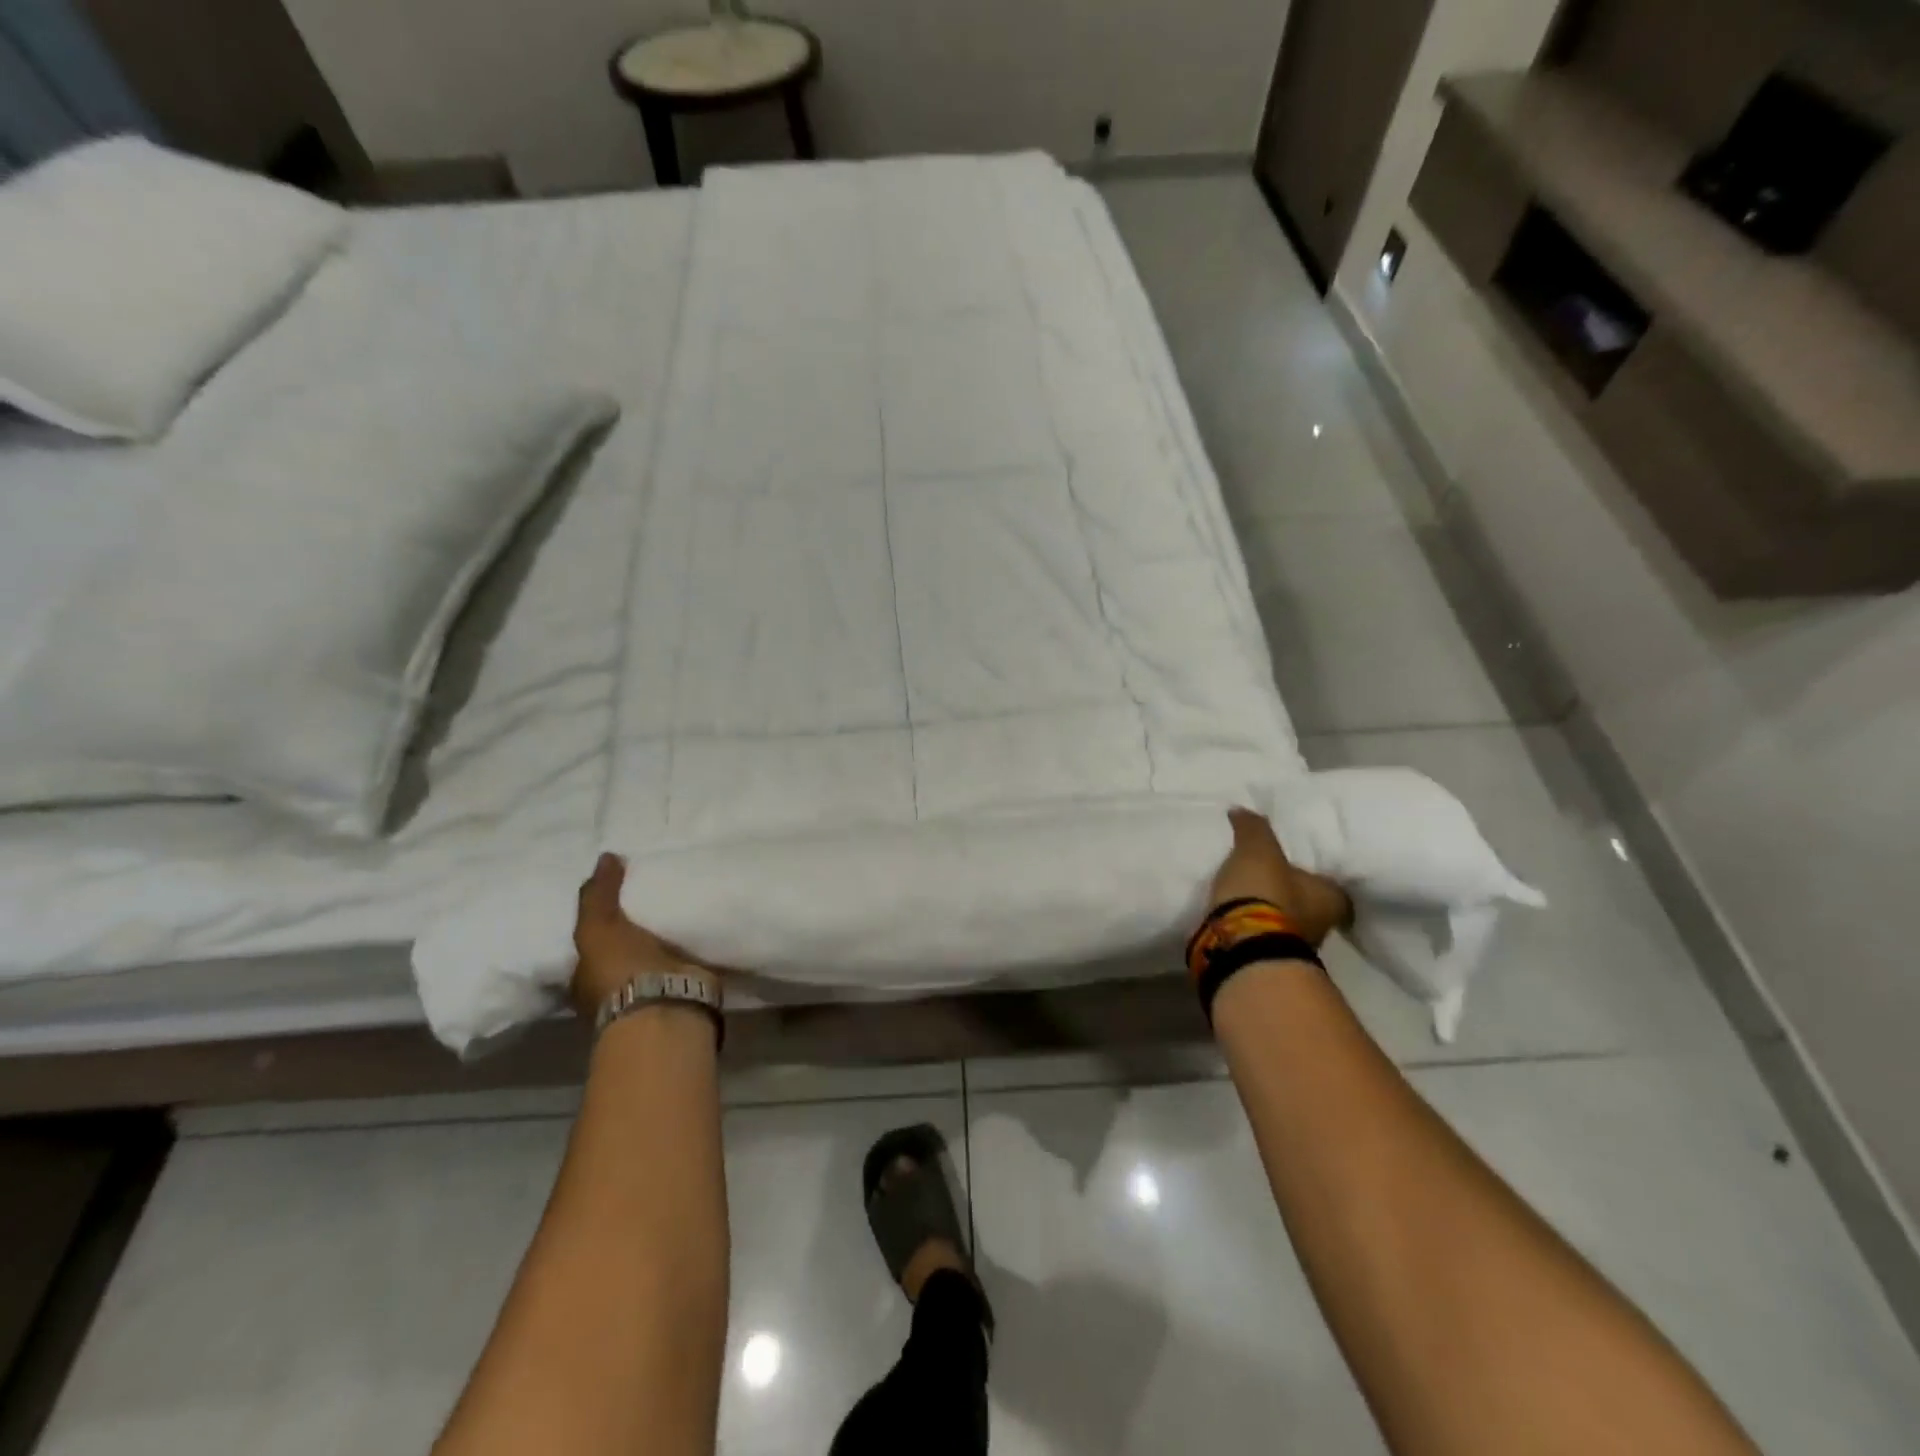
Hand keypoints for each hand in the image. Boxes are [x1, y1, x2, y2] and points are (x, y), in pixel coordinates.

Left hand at [570, 853, 707, 1016]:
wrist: (666, 1004)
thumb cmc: (619, 970)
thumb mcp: (598, 927)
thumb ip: (598, 894)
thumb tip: (606, 856)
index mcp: (587, 977)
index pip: (590, 943)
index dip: (601, 919)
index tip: (618, 893)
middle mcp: (617, 986)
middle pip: (625, 947)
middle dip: (637, 925)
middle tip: (654, 889)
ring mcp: (652, 988)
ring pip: (658, 951)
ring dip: (668, 933)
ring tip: (683, 897)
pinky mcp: (685, 985)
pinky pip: (687, 955)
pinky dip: (693, 941)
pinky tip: (702, 917)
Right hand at [1209, 808, 1352, 947]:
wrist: (1241, 945)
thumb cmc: (1265, 892)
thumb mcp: (1257, 849)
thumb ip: (1253, 828)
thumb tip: (1243, 810)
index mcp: (1331, 899)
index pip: (1334, 886)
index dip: (1319, 876)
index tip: (1305, 867)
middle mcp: (1322, 926)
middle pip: (1311, 906)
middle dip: (1292, 894)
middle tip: (1272, 876)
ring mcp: (1294, 947)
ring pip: (1286, 922)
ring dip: (1271, 912)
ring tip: (1249, 894)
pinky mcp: (1266, 958)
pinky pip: (1262, 935)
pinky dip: (1253, 925)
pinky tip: (1238, 914)